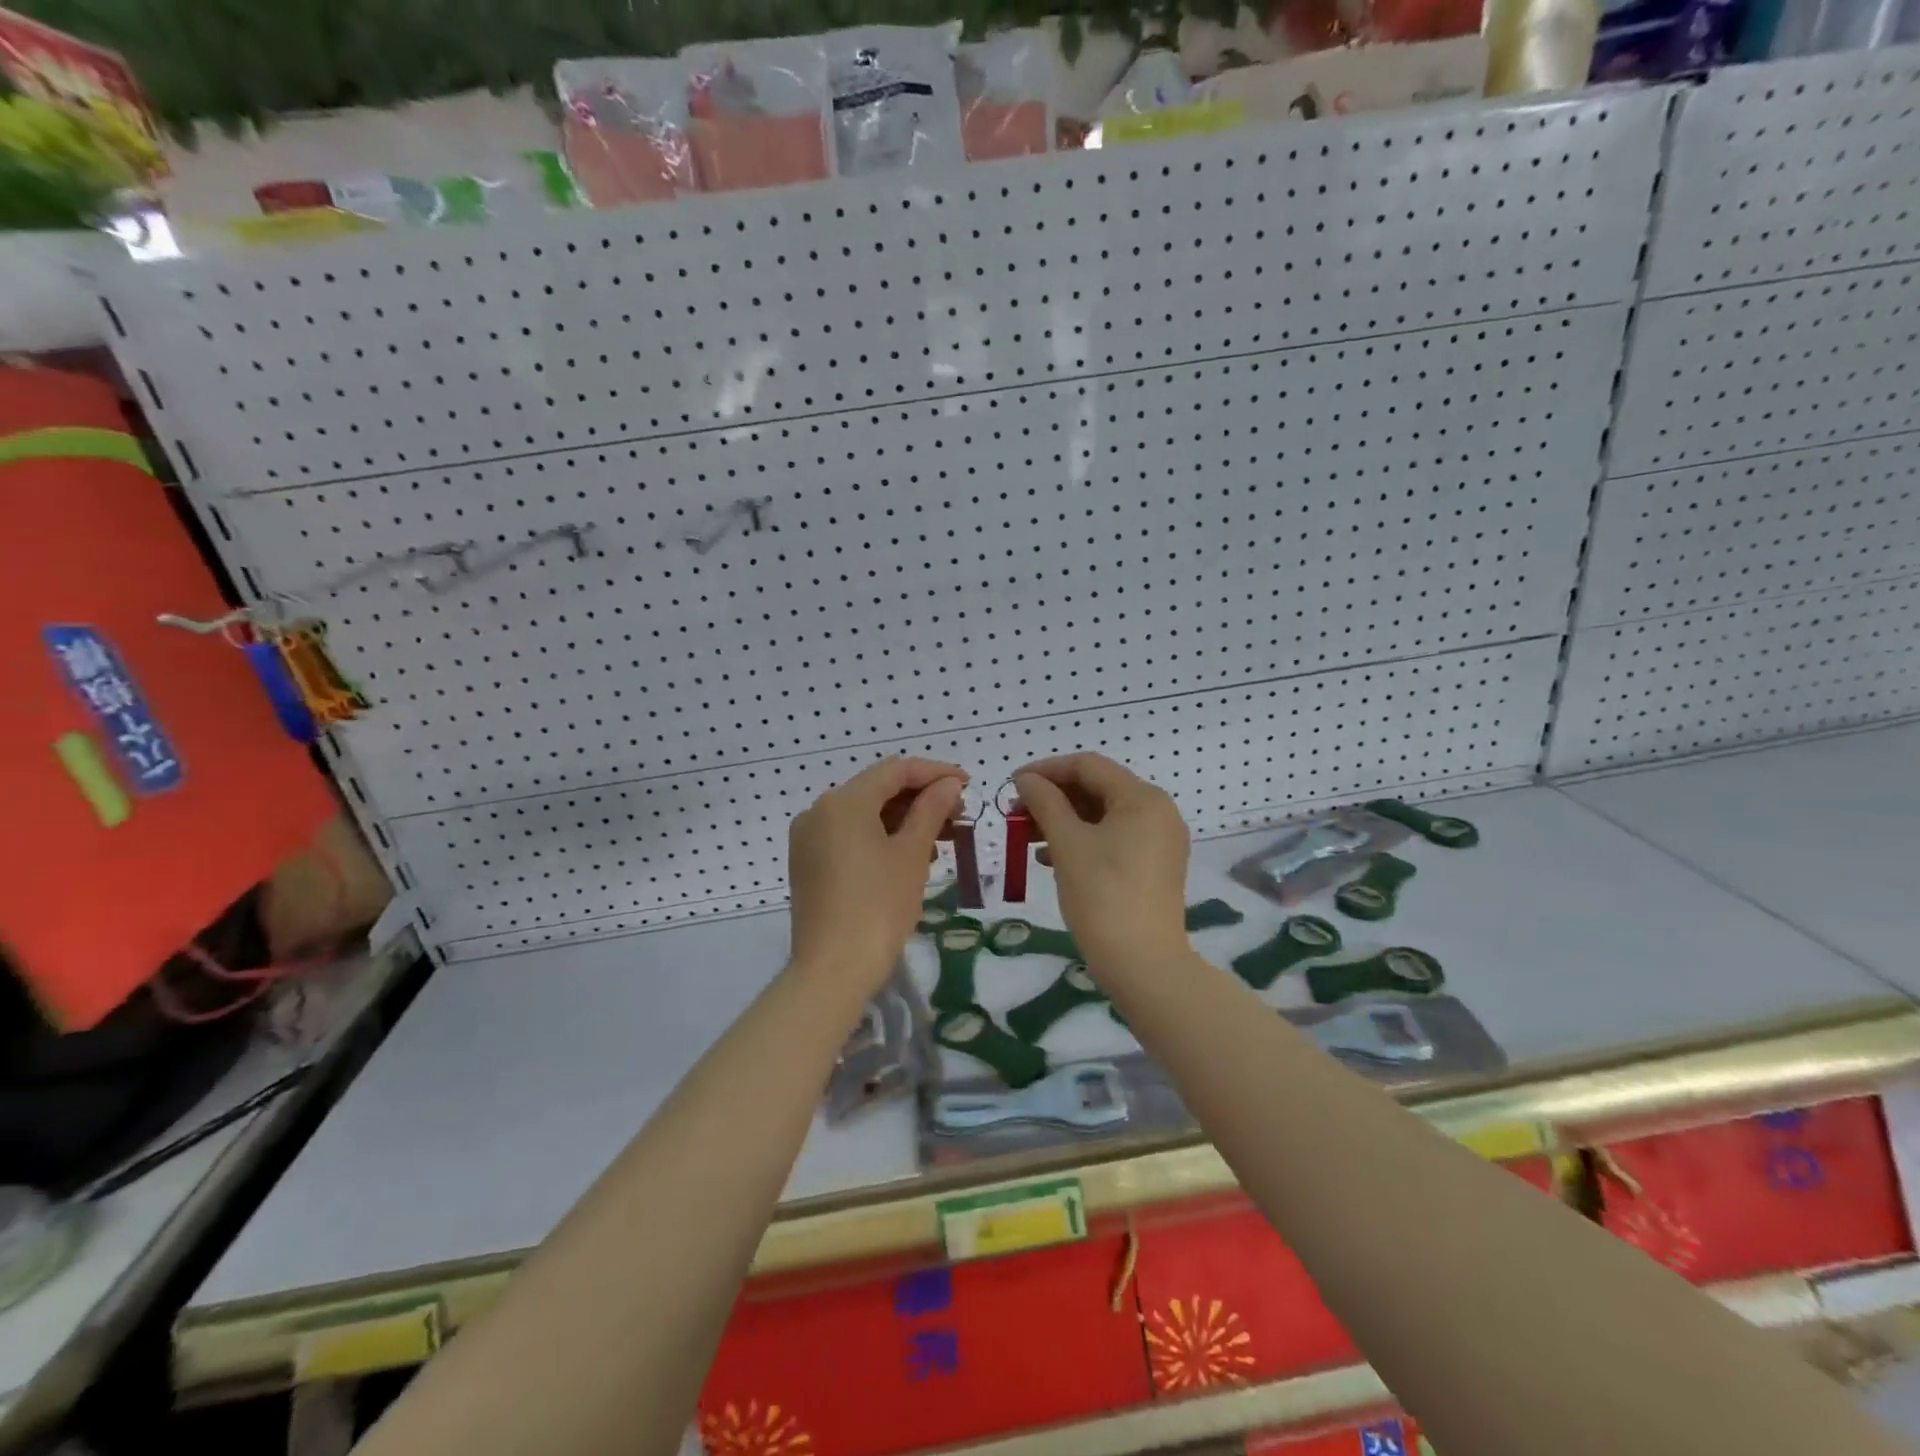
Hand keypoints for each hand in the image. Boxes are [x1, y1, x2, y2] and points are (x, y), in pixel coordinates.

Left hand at [789, 757, 967, 989]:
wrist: (833, 970)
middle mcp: (819, 811)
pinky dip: (880, 837)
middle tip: (958, 814)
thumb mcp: (912, 854)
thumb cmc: (879, 906)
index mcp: (843, 801)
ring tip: (942, 838)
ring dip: (903, 819)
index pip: (895, 770)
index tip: (967, 784)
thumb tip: (949, 784)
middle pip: (877, 790)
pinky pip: (849, 836)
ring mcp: (809, 838)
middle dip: (920, 798)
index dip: (935, 773)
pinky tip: (910, 855)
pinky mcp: (808, 863)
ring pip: (864, 814)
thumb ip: (931, 810)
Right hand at [1012, 754, 1191, 975]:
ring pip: (1103, 815)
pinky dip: (1082, 840)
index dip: (1046, 770)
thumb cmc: (1102, 895)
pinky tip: (1051, 857)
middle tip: (1016, 812)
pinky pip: (1114, 838)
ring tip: (1027, 836)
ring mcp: (1160, 840)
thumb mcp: (1067, 843)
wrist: (1143, 963)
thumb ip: (1045, 802)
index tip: (1012, 784)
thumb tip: (1026, 779)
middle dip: (1053, 797)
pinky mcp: (1155, 865)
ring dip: (1064, 819)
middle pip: (1097, 788)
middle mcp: (1158, 811)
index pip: (1088, 766)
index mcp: (1142, 798)